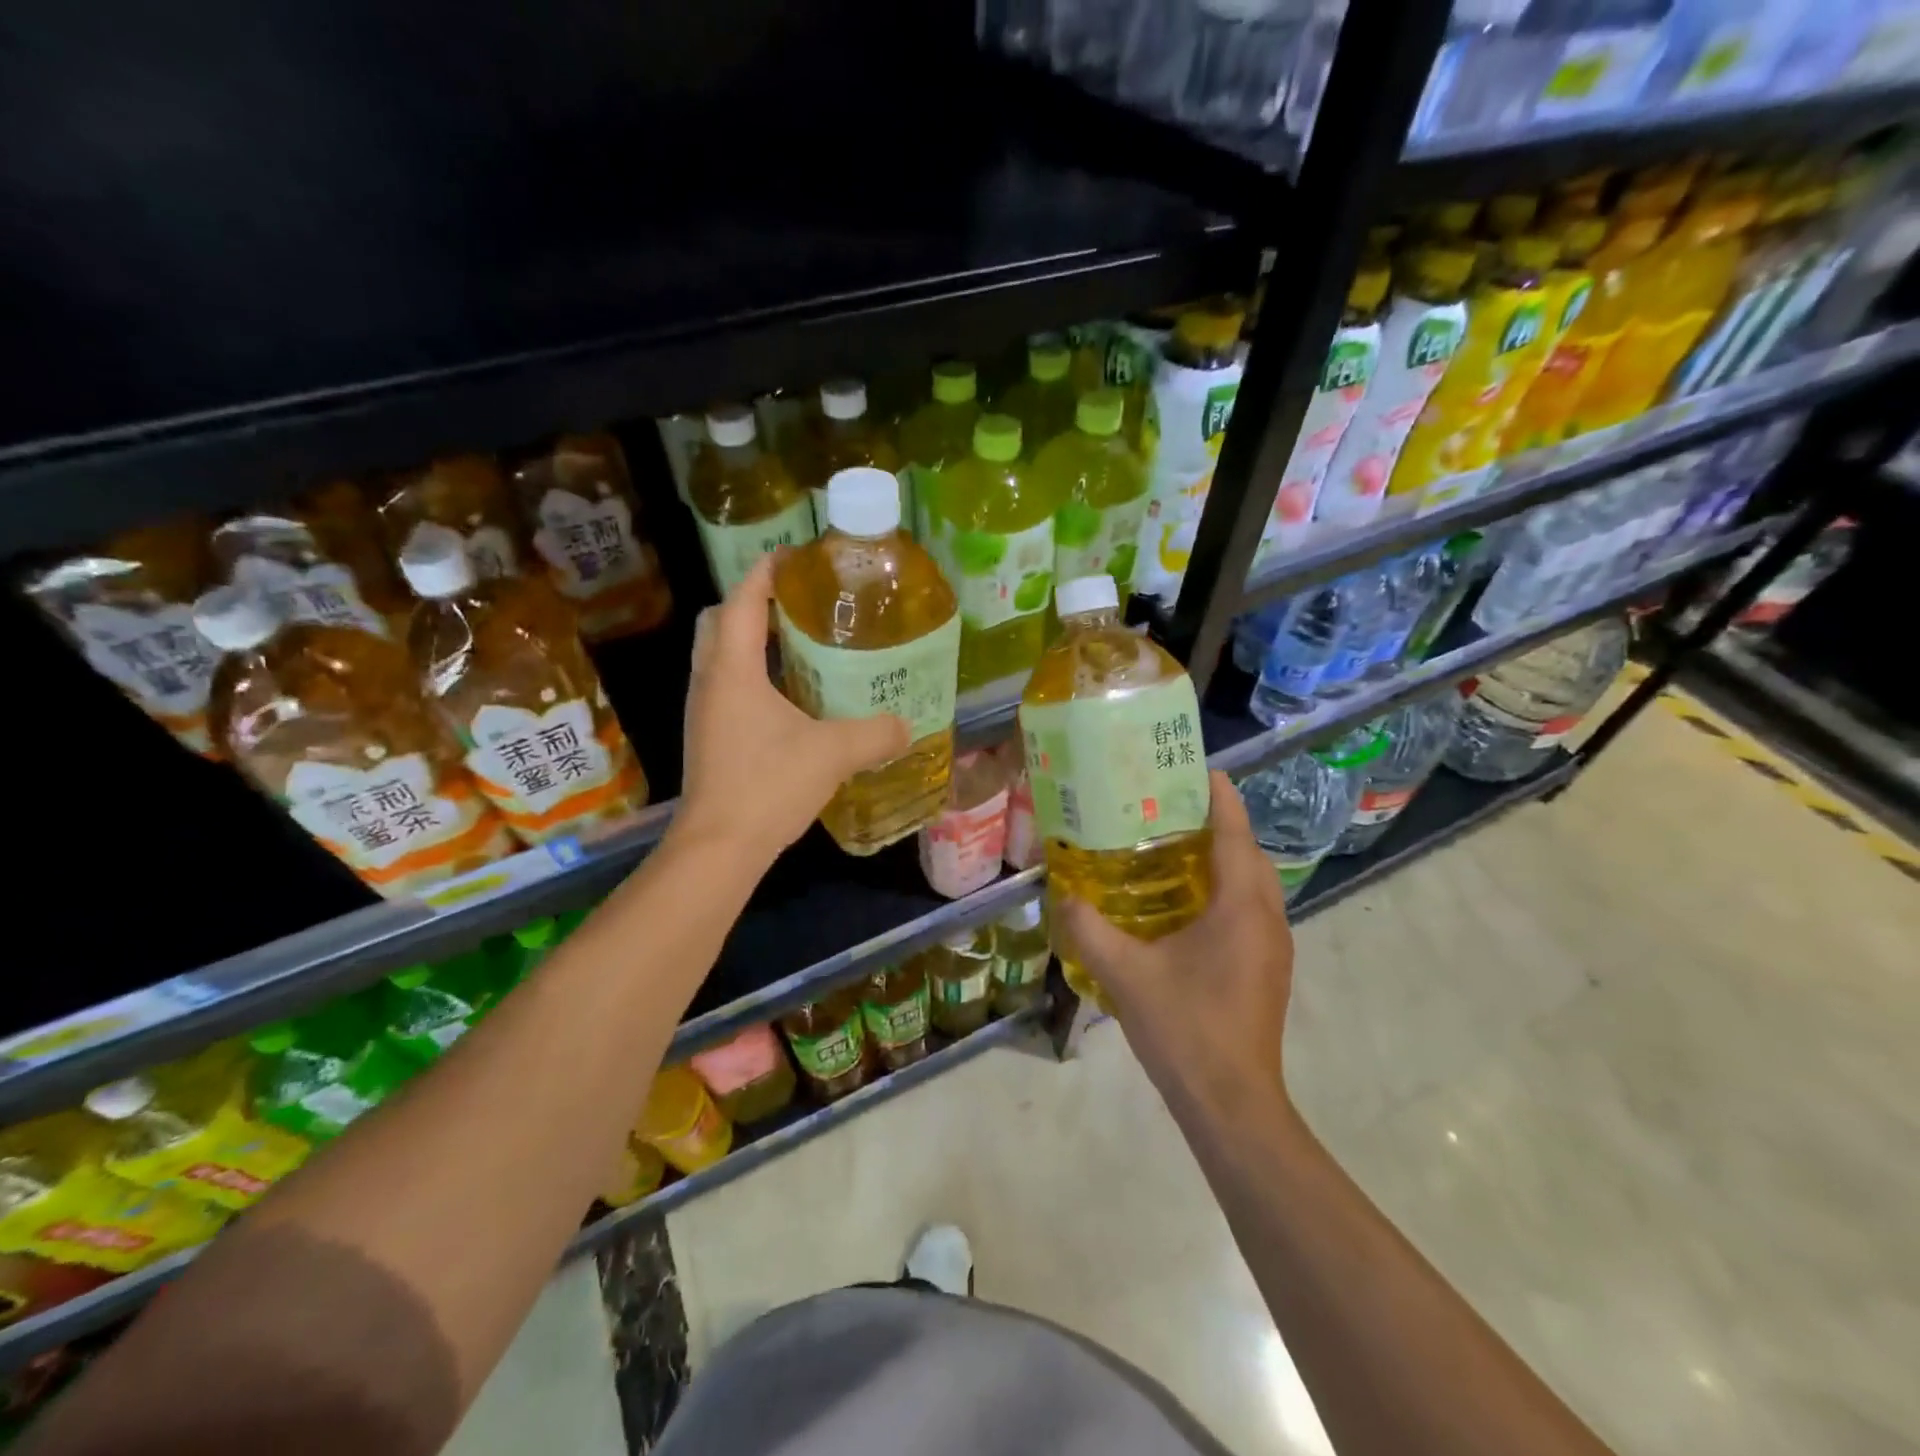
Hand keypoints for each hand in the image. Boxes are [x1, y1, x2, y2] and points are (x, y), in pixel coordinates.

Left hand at [674, 553, 909, 865]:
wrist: (718, 848)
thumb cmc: (768, 785)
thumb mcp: (833, 754)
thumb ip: (876, 734)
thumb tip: (907, 725)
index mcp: (732, 670)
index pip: (741, 602)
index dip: (764, 574)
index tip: (792, 558)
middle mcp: (709, 682)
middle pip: (719, 623)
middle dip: (751, 605)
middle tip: (795, 606)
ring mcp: (703, 712)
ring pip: (718, 657)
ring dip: (750, 642)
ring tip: (797, 646)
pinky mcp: (707, 739)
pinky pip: (725, 688)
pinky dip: (751, 677)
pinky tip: (789, 699)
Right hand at [1060, 771, 1294, 1122]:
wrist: (1232, 1104)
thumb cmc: (1185, 1029)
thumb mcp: (1126, 974)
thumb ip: (1090, 929)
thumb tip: (1063, 895)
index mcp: (1241, 907)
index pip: (1235, 833)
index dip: (1220, 796)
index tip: (1196, 769)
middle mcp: (1267, 918)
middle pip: (1249, 853)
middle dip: (1218, 824)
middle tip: (1170, 809)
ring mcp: (1273, 946)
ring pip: (1254, 883)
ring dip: (1224, 858)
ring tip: (1174, 848)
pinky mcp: (1267, 968)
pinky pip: (1250, 909)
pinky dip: (1226, 890)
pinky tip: (1185, 905)